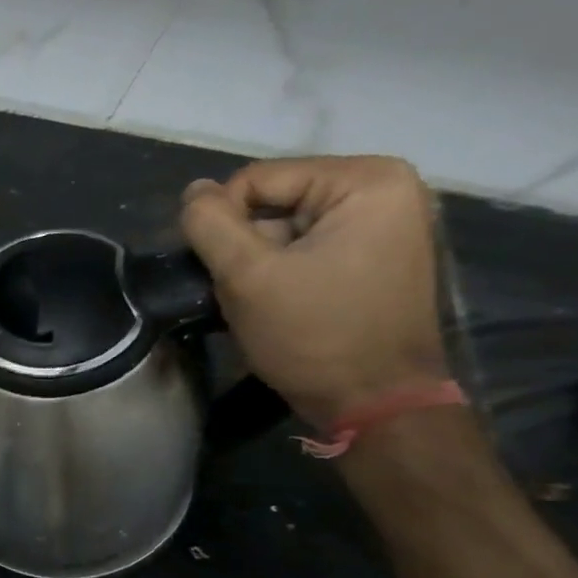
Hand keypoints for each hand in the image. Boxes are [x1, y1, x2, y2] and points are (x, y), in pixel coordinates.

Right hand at [181, 155, 448, 428]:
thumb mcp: (247, 276)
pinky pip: (306, 245)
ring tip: (252, 300)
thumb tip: (192, 191)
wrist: (372, 399)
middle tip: (235, 287)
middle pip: (274, 200)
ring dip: (255, 261)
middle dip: (242, 243)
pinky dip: (278, 270)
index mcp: (366, 181)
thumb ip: (211, 225)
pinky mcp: (374, 255)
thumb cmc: (313, 334)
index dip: (221, 221)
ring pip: (284, 226)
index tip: (215, 269)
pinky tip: (273, 302)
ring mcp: (384, 223)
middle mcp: (385, 190)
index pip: (257, 179)